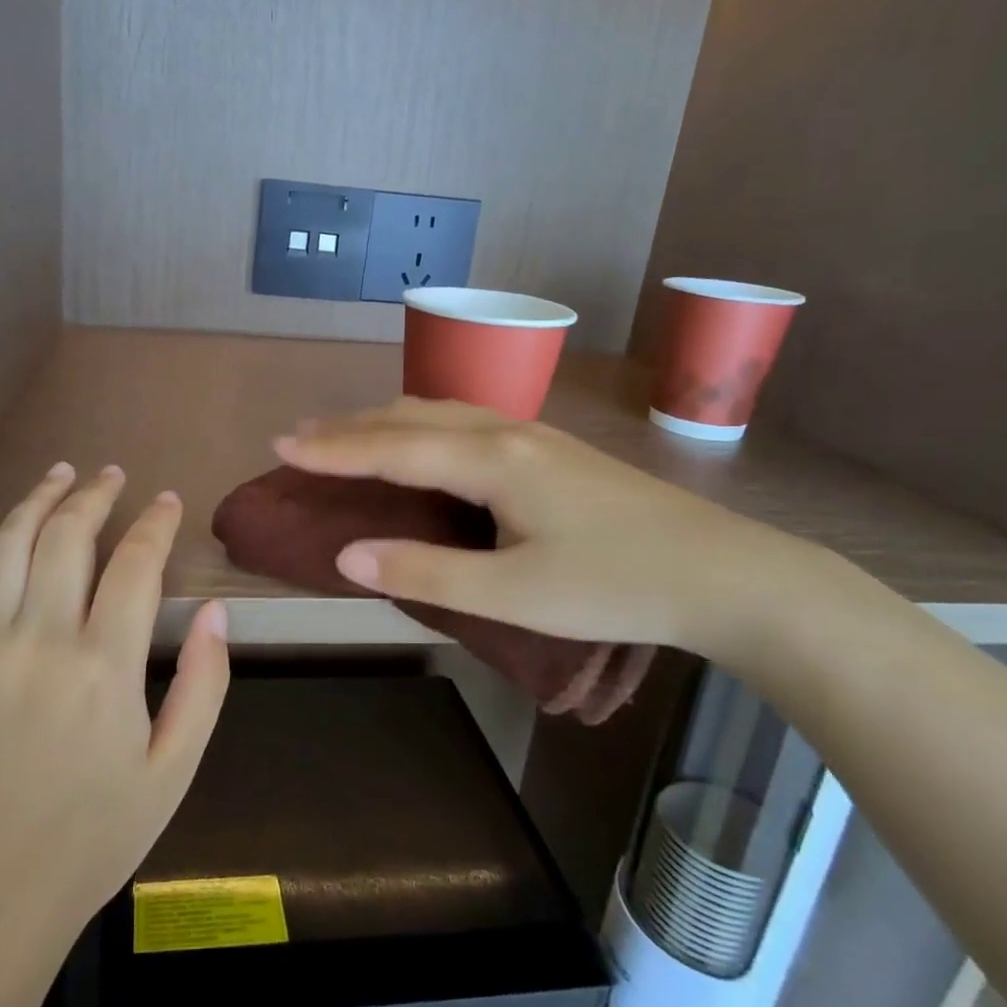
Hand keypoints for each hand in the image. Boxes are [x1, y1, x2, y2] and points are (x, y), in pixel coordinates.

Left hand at [0, 462, 229, 958]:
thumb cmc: (95, 836)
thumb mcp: (175, 770)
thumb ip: (205, 686)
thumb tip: (218, 612)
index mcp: (104, 666)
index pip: (136, 565)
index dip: (156, 524)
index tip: (168, 501)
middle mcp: (41, 641)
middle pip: (68, 538)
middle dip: (95, 495)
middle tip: (112, 476)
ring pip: (7, 548)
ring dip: (36, 502)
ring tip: (59, 475)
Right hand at [275, 398, 818, 665]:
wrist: (726, 573)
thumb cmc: (616, 587)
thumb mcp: (513, 595)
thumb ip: (425, 574)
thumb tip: (347, 554)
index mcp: (492, 461)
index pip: (391, 447)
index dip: (331, 449)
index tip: (280, 446)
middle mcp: (507, 432)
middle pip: (411, 415)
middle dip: (349, 427)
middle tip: (299, 439)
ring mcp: (534, 436)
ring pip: (440, 411)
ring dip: (385, 421)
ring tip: (346, 436)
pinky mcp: (552, 451)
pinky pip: (465, 422)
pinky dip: (420, 427)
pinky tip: (421, 444)